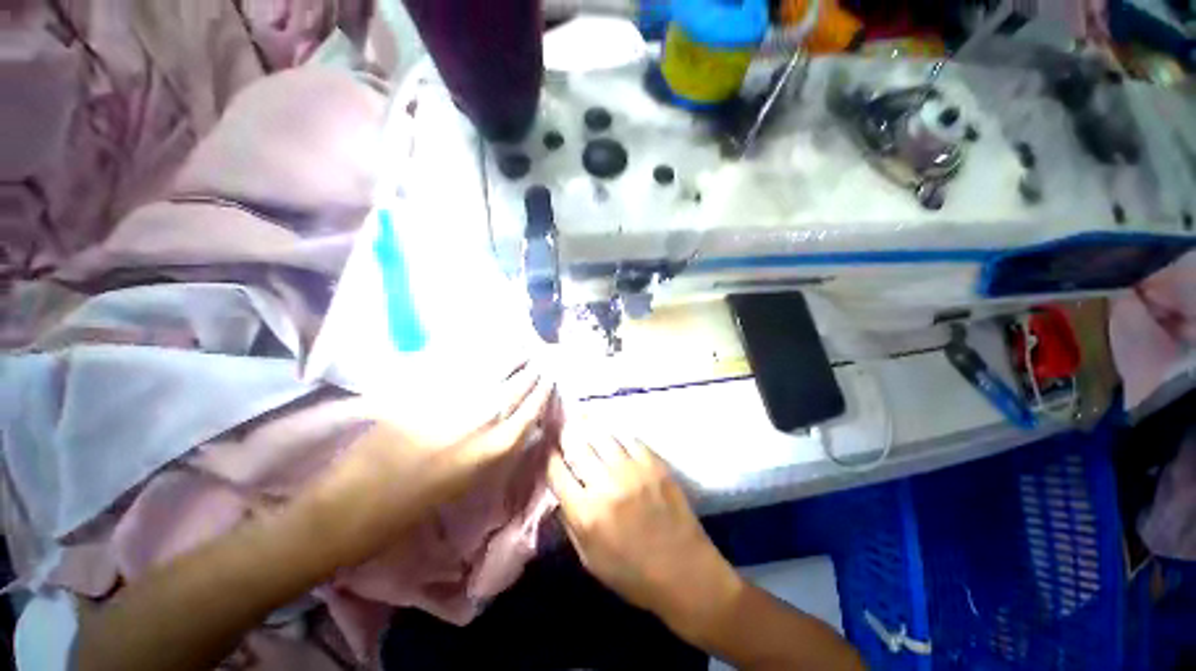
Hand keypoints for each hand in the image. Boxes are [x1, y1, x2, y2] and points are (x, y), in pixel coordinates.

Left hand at [311, 361, 557, 564]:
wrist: (357, 504)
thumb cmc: (417, 503)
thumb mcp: (469, 478)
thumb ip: (495, 444)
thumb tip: (513, 418)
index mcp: (494, 448)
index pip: (531, 410)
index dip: (543, 390)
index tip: (550, 375)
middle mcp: (482, 421)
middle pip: (517, 386)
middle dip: (530, 369)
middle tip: (538, 354)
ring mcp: (454, 403)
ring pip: (493, 371)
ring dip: (509, 356)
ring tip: (520, 343)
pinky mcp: (427, 391)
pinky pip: (461, 367)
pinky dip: (477, 356)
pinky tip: (484, 347)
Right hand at [547, 425, 742, 641]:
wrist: (684, 572)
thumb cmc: (633, 574)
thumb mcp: (589, 559)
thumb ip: (570, 522)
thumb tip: (561, 491)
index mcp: (586, 513)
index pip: (557, 472)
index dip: (549, 457)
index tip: (547, 450)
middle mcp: (606, 485)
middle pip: (578, 447)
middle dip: (566, 434)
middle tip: (563, 426)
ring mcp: (633, 470)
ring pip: (603, 436)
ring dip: (589, 427)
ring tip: (583, 418)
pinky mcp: (655, 464)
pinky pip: (630, 439)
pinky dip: (618, 435)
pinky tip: (613, 434)